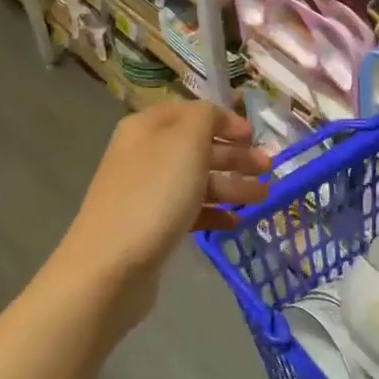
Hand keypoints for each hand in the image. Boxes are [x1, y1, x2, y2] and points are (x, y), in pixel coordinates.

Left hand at [57, 102, 269, 324]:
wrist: (111, 265)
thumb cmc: (154, 195)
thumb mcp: (185, 141)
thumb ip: (206, 117)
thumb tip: (216, 119)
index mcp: (147, 127)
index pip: (192, 112)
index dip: (225, 121)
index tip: (254, 137)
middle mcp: (144, 154)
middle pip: (197, 147)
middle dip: (235, 156)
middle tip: (268, 168)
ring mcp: (145, 192)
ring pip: (196, 180)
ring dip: (232, 185)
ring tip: (263, 197)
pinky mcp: (150, 226)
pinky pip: (188, 211)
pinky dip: (213, 212)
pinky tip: (235, 222)